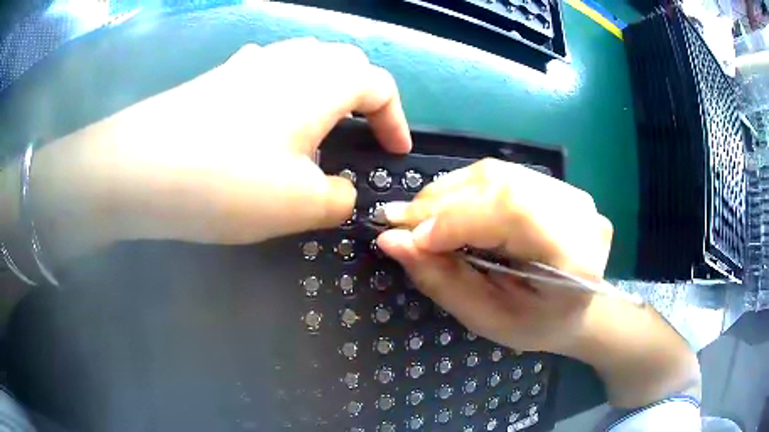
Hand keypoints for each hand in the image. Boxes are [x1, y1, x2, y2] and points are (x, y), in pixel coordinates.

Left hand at [33, 38, 410, 251]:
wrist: (139, 169)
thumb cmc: (227, 181)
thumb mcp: (300, 204)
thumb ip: (339, 199)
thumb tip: (343, 194)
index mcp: (323, 81)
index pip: (379, 86)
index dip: (395, 120)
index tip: (395, 153)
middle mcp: (292, 59)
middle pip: (344, 64)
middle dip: (362, 97)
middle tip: (359, 134)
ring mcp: (252, 63)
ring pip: (306, 62)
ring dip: (323, 91)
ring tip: (317, 129)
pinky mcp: (221, 77)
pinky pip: (268, 72)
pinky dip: (282, 90)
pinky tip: (268, 118)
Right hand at [377, 158, 612, 353]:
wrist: (580, 309)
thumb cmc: (537, 325)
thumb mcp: (488, 318)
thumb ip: (442, 279)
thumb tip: (391, 240)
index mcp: (576, 256)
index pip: (512, 212)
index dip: (455, 219)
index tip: (406, 238)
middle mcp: (578, 212)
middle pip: (501, 185)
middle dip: (441, 203)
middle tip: (398, 221)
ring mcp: (571, 192)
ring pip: (496, 174)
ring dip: (447, 193)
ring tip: (417, 217)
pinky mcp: (558, 185)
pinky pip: (501, 175)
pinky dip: (464, 189)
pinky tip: (446, 208)